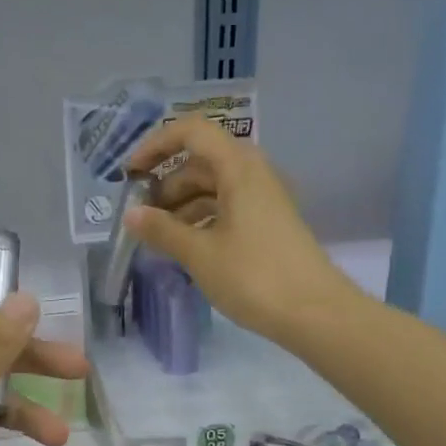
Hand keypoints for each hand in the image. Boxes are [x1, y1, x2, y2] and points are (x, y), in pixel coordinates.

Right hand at [123, 116, 356, 346]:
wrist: (315, 313)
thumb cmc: (254, 276)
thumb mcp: (199, 253)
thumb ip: (162, 230)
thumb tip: (130, 215)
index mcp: (238, 168)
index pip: (192, 132)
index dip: (156, 144)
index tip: (130, 174)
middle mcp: (252, 174)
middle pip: (200, 161)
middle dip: (165, 183)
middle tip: (139, 215)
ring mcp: (262, 200)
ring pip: (212, 188)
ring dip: (180, 205)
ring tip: (156, 236)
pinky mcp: (266, 224)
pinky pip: (226, 208)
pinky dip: (200, 220)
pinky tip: (183, 247)